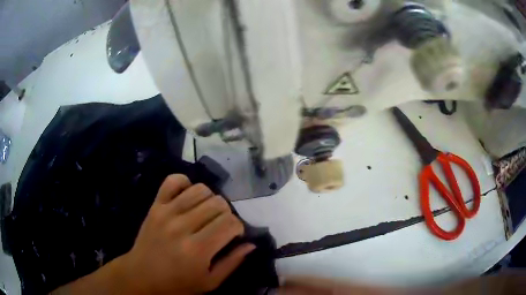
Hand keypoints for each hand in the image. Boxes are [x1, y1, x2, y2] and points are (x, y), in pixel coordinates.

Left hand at [121, 174, 254, 293]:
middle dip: (226, 214)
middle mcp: (182, 227)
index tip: (234, 235)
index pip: (230, 223)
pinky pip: (173, 181)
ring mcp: (166, 212)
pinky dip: (185, 183)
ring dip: (210, 199)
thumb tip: (251, 244)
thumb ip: (232, 263)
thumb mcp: (210, 282)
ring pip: (200, 189)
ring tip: (205, 213)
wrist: (142, 275)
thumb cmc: (178, 284)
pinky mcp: (155, 205)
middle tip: (220, 226)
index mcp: (198, 250)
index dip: (238, 227)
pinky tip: (188, 197)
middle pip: (218, 203)